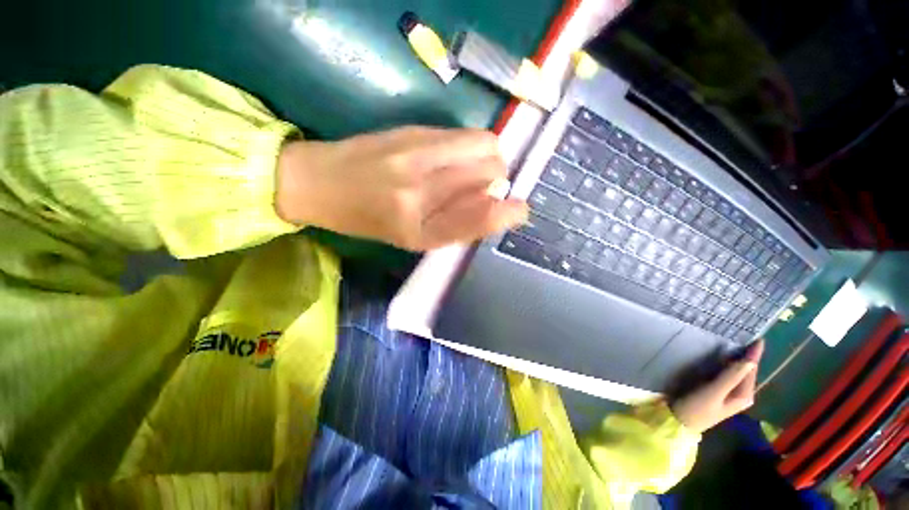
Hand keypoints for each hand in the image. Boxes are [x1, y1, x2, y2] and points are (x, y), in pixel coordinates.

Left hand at [275, 127, 528, 250]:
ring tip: (474, 168)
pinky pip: (464, 135)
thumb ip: (454, 223)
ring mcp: (415, 154)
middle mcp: (419, 192)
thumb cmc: (367, 220)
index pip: (477, 219)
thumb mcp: (412, 237)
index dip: (504, 214)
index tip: (520, 210)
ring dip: (491, 158)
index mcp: (418, 231)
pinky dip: (473, 146)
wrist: (319, 182)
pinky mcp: (411, 129)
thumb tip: (493, 202)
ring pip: (484, 146)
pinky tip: (456, 156)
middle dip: (498, 181)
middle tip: (486, 187)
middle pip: (490, 173)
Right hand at [670, 340, 764, 432]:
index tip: (759, 339)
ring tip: (735, 344)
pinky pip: (727, 375)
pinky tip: (720, 358)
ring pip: (737, 373)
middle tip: (746, 338)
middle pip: (746, 371)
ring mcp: (729, 394)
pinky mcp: (717, 392)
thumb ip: (731, 376)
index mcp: (744, 395)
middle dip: (747, 356)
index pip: (751, 370)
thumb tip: (749, 360)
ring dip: (737, 359)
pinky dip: (727, 365)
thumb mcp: (713, 392)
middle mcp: (740, 394)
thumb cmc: (697, 408)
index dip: (754, 354)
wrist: (680, 422)